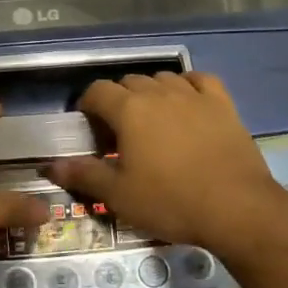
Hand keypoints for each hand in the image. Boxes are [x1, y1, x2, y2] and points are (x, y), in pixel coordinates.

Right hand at [46, 72, 287, 261]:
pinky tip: (187, 101)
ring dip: (151, 92)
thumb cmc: (171, 201)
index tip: (88, 127)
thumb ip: (83, 175)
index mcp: (129, 110)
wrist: (237, 209)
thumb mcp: (119, 195)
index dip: (87, 105)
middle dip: (118, 100)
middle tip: (119, 131)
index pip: (97, 91)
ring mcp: (193, 95)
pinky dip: (189, 85)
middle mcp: (158, 93)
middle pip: (129, 82)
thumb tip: (50, 166)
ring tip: (152, 119)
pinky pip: (200, 80)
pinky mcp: (223, 104)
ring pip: (163, 78)